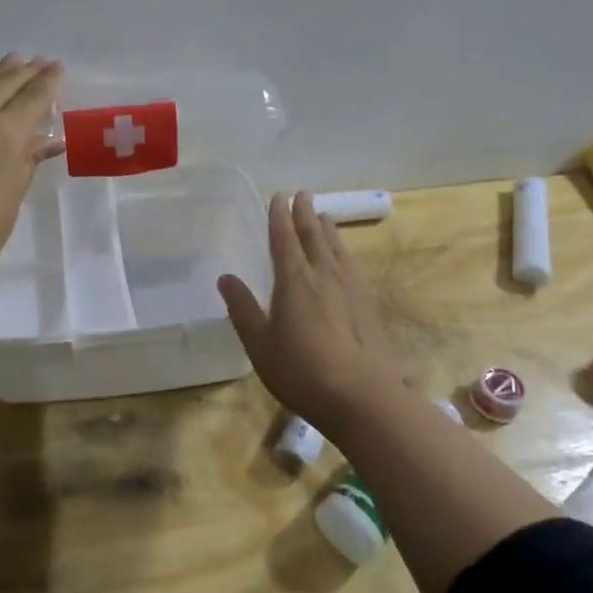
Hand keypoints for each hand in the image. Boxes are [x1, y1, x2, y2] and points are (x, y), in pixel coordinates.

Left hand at [0, 54, 63, 294]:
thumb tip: (47, 141)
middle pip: (2, 83)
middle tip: (36, 62)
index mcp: (4, 131)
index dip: (48, 81)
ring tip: (6, 65)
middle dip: (22, 71)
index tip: (57, 67)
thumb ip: (27, 162)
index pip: (33, 96)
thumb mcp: (11, 199)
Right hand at [218, 192, 401, 430]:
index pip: (285, 239)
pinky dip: (343, 252)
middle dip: (305, 214)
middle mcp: (324, 276)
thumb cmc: (302, 371)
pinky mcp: (367, 305)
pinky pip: (351, 265)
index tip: (279, 196)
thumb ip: (243, 309)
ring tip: (323, 216)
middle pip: (314, 236)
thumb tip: (225, 278)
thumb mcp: (260, 344)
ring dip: (328, 230)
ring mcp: (350, 289)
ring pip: (337, 248)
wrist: (363, 397)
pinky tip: (344, 258)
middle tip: (302, 194)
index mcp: (294, 281)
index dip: (280, 217)